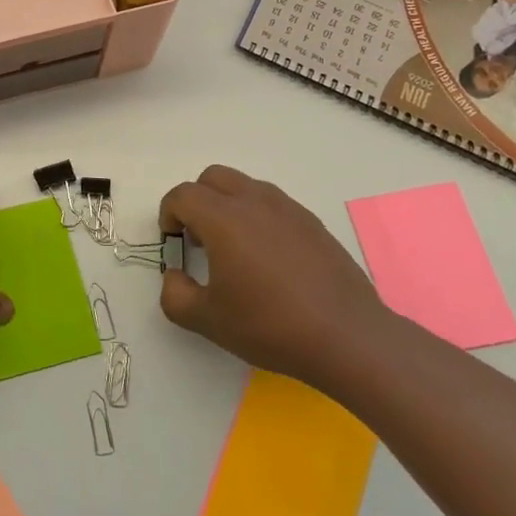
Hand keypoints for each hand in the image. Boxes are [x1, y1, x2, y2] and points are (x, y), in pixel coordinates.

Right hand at [158, 164, 389, 383]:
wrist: (347, 337)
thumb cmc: (269, 325)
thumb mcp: (206, 320)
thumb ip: (175, 294)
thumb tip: (175, 275)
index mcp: (223, 219)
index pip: (182, 195)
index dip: (168, 214)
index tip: (174, 242)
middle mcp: (254, 202)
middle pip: (212, 177)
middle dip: (196, 200)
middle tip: (199, 239)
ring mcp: (288, 209)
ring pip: (245, 186)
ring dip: (228, 205)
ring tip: (234, 248)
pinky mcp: (313, 223)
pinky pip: (274, 204)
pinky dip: (258, 217)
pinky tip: (268, 259)